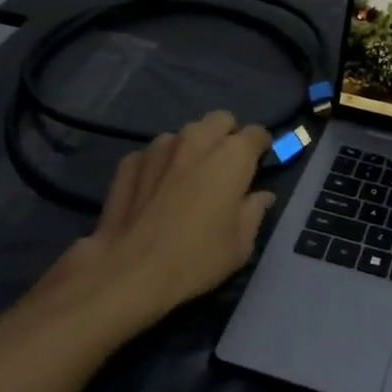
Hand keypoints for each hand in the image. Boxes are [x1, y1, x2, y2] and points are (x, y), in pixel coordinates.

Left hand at [71, 112, 275, 331]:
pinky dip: (161, 164)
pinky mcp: (130, 161)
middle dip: (227, 135)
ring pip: (185, 134)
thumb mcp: (240, 245)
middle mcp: (197, 140)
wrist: (129, 271)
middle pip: (220, 120)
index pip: (257, 133)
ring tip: (188, 177)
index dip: (261, 147)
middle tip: (226, 165)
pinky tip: (156, 189)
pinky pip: (154, 152)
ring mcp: (159, 147)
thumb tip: (261, 196)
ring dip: (192, 148)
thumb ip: (254, 211)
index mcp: (232, 156)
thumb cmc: (196, 258)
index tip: (259, 163)